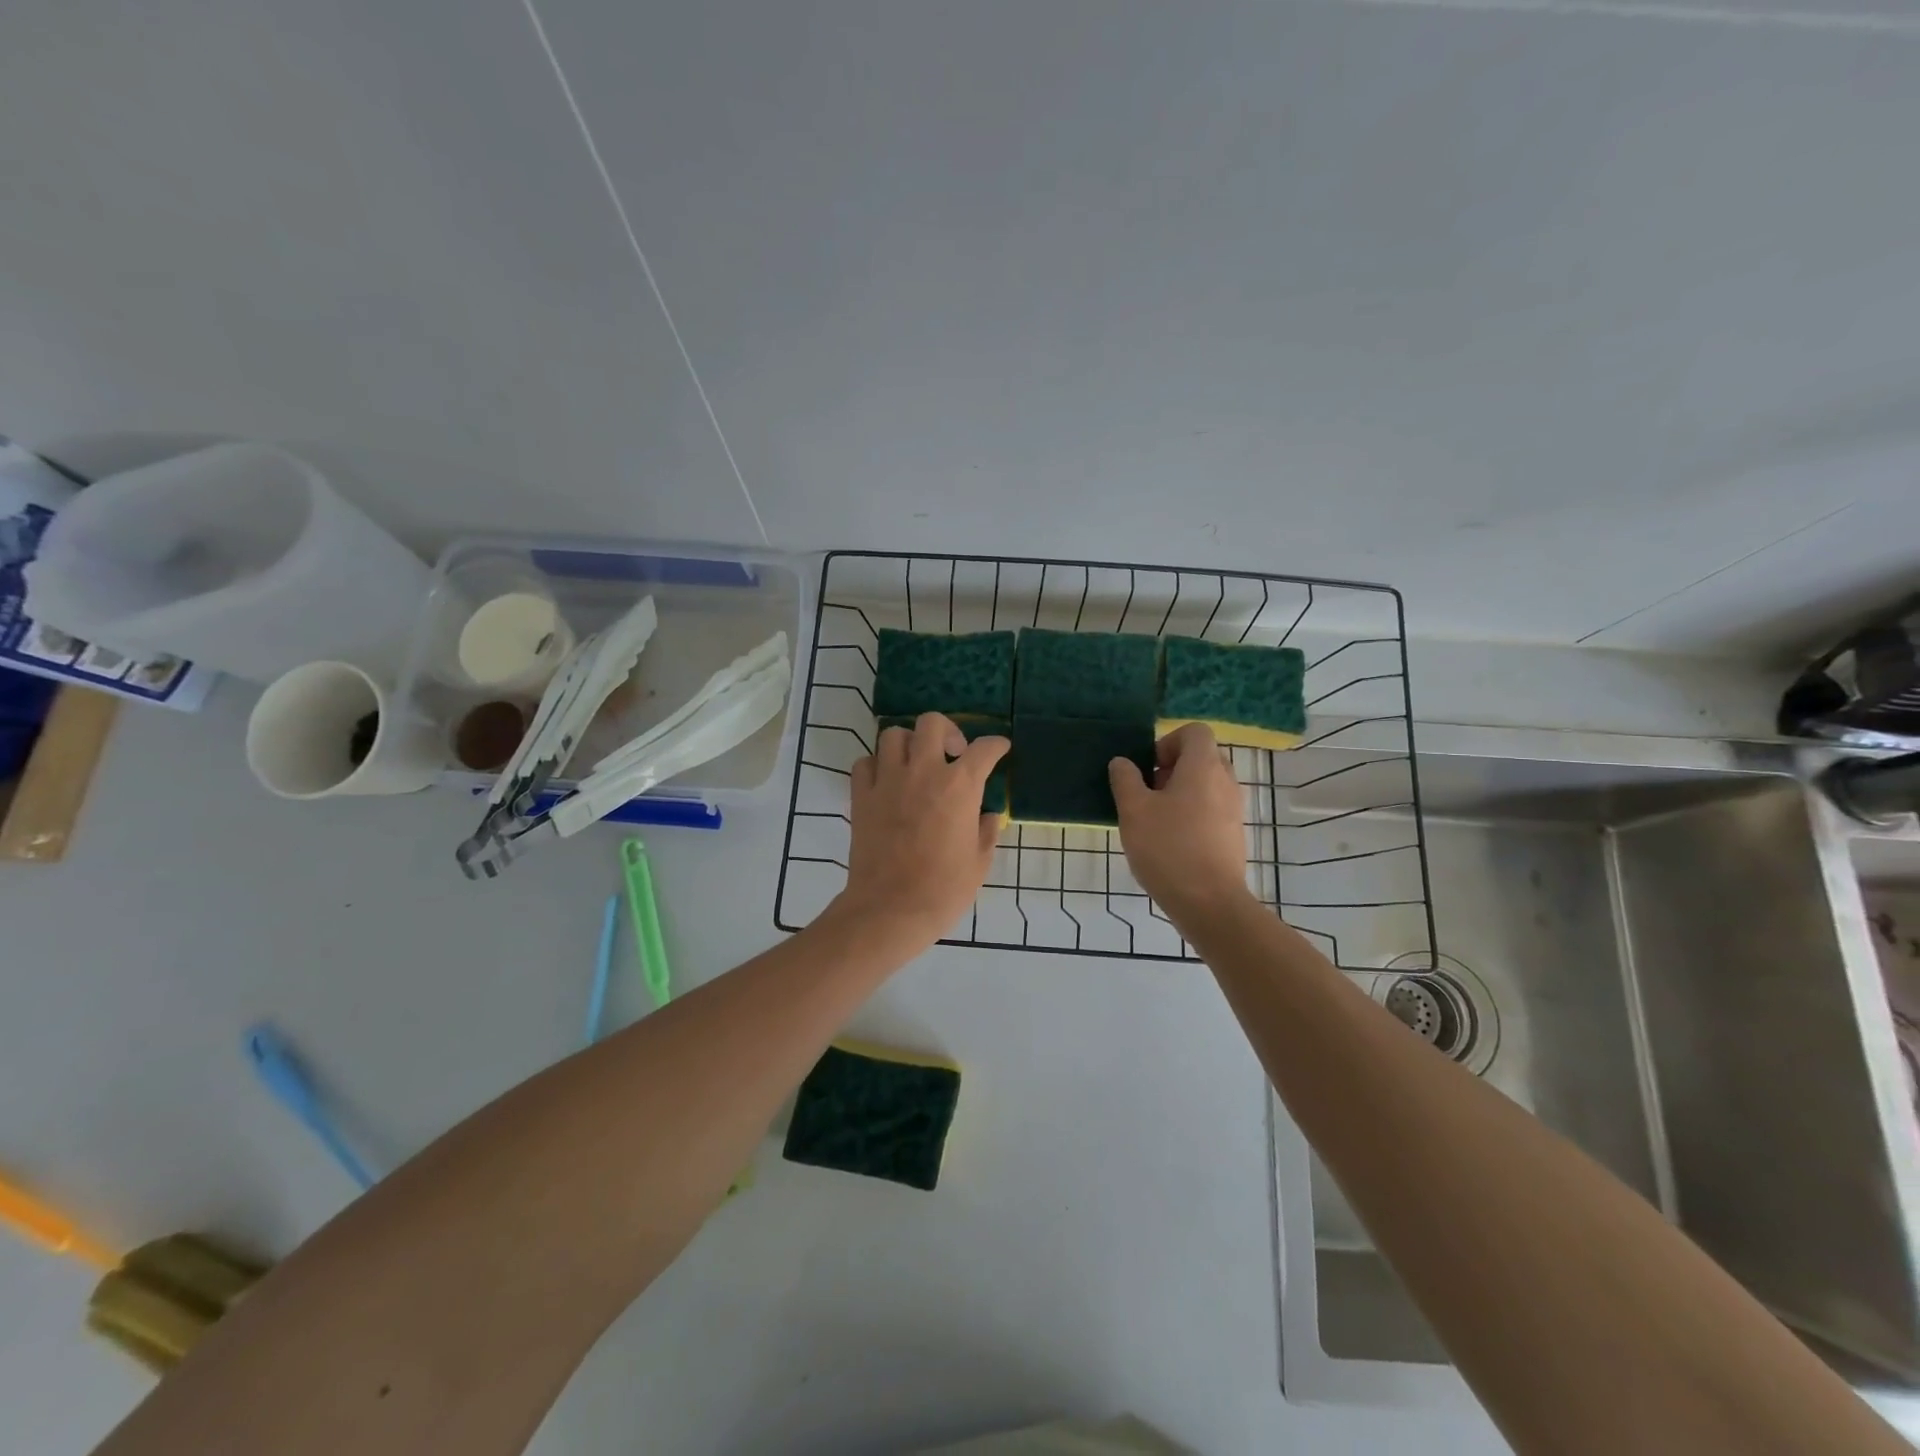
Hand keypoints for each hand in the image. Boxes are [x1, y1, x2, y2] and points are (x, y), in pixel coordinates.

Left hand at [835, 712, 1008, 945]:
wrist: (891, 909)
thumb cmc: (944, 889)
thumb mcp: (979, 862)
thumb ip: (987, 832)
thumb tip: (990, 816)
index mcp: (960, 786)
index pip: (984, 749)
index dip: (996, 745)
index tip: (999, 748)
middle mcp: (924, 772)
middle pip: (932, 723)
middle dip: (947, 731)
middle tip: (952, 752)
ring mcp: (888, 781)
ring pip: (893, 735)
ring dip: (908, 743)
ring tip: (915, 763)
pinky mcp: (861, 796)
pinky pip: (865, 763)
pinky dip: (876, 765)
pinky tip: (886, 781)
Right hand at [1109, 723, 1250, 921]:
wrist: (1209, 903)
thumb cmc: (1168, 848)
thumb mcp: (1134, 811)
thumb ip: (1125, 780)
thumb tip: (1123, 762)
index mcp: (1203, 767)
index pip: (1195, 732)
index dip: (1168, 741)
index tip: (1148, 768)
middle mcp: (1225, 781)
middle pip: (1201, 757)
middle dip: (1172, 768)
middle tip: (1147, 793)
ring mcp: (1234, 809)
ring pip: (1206, 785)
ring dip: (1180, 793)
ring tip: (1155, 820)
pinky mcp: (1234, 835)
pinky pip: (1212, 809)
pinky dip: (1192, 814)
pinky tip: (1170, 842)